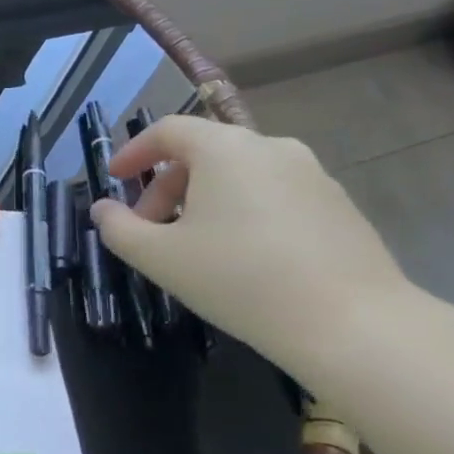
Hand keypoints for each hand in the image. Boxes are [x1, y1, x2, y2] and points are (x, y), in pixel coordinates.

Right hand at [92, 116, 411, 384]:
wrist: (351, 323)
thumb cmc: (239, 279)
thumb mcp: (158, 257)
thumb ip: (118, 228)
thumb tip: (102, 209)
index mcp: (225, 149)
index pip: (168, 130)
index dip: (134, 151)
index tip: (114, 179)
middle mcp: (271, 147)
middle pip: (203, 152)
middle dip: (165, 187)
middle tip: (149, 230)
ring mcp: (312, 175)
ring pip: (239, 175)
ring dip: (203, 200)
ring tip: (192, 246)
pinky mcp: (338, 205)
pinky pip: (272, 194)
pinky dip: (242, 212)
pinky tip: (241, 257)